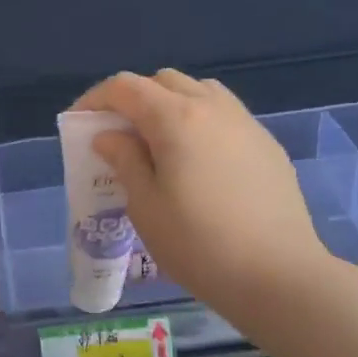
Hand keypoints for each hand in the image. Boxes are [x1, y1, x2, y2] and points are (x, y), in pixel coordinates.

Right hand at [74, 69, 332, 323]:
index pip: (126, 88)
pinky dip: (200, 122)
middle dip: (134, 99)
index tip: (79, 123)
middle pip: (163, 81)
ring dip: (171, 104)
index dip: (95, 98)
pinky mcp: (267, 145)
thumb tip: (110, 136)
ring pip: (200, 91)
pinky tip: (198, 162)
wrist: (278, 275)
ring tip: (159, 143)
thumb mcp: (145, 206)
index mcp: (176, 118)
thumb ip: (125, 161)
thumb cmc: (198, 244)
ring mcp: (245, 123)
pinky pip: (225, 115)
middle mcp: (212, 108)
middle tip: (119, 135)